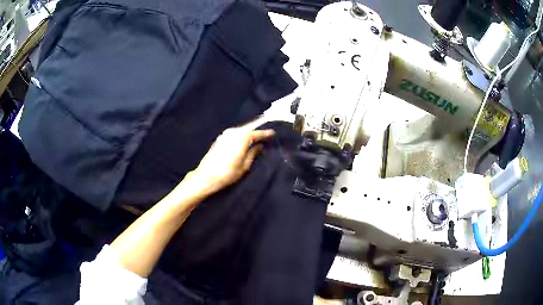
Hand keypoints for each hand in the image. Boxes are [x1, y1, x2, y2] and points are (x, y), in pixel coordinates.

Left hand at [185, 127, 275, 195]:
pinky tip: (242, 140)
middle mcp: (233, 133)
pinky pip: (233, 134)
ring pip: (240, 131)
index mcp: (242, 138)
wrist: (206, 176)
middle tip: (265, 134)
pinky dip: (240, 135)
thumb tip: (259, 146)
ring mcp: (225, 135)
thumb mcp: (244, 166)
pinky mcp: (219, 139)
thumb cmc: (228, 173)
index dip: (265, 133)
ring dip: (248, 132)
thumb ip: (253, 153)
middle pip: (248, 129)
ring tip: (255, 136)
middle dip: (256, 131)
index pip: (256, 133)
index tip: (273, 133)